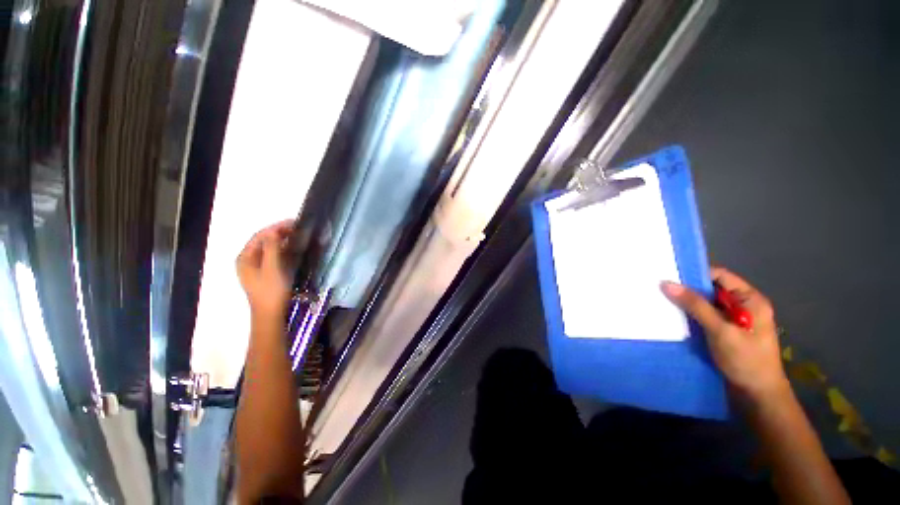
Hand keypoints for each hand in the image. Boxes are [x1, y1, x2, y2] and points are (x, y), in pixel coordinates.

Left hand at [236, 220, 295, 319]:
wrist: (270, 314)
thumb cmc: (271, 291)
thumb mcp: (272, 268)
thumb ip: (272, 248)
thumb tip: (274, 231)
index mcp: (245, 258)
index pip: (260, 236)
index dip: (275, 227)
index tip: (293, 223)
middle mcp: (248, 260)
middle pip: (263, 241)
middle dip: (279, 233)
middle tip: (298, 229)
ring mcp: (256, 267)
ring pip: (269, 248)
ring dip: (282, 241)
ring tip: (298, 236)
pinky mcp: (265, 273)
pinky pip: (273, 256)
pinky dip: (283, 250)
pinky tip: (294, 249)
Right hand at [661, 267, 789, 401]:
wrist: (757, 395)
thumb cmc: (746, 360)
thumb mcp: (721, 331)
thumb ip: (695, 306)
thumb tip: (667, 283)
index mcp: (750, 300)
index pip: (720, 276)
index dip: (696, 273)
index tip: (669, 274)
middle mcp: (742, 306)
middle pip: (711, 289)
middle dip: (688, 289)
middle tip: (660, 287)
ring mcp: (733, 320)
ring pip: (706, 304)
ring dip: (687, 303)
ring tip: (661, 300)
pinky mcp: (724, 332)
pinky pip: (704, 317)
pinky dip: (690, 315)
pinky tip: (673, 317)